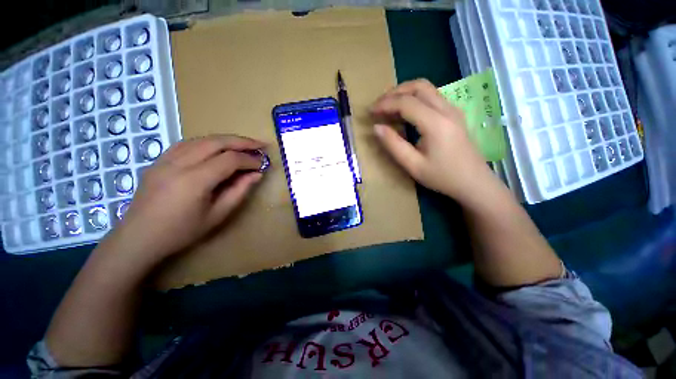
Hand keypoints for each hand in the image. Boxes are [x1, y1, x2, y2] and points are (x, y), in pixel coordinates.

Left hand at [107, 134, 266, 263]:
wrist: (138, 237)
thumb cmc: (181, 232)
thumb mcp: (217, 215)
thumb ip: (239, 191)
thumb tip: (257, 174)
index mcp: (194, 180)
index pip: (229, 160)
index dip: (249, 159)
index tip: (262, 163)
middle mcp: (179, 163)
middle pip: (216, 142)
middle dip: (242, 141)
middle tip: (260, 144)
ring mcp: (165, 159)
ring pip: (202, 139)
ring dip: (226, 139)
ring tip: (244, 144)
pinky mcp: (159, 160)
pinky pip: (187, 143)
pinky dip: (208, 142)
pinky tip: (217, 148)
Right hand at [371, 79, 496, 202]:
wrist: (474, 182)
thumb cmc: (442, 176)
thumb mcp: (413, 165)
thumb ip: (393, 145)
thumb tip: (377, 127)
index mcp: (436, 123)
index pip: (406, 103)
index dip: (385, 104)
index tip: (370, 112)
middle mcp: (446, 110)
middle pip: (418, 86)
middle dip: (394, 92)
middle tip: (379, 105)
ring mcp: (453, 110)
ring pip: (426, 88)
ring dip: (405, 93)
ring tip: (388, 106)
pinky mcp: (454, 114)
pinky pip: (432, 97)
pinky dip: (415, 98)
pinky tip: (406, 112)